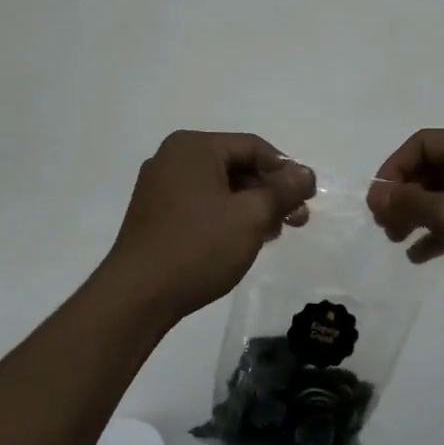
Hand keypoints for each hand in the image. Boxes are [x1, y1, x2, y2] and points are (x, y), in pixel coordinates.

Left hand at [100, 131, 315, 323]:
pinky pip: (201, 204)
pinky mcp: (154, 215)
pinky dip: (227, 216)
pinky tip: (244, 239)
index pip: (253, 147)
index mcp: (193, 147)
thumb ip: (282, 191)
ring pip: (219, 187)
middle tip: (297, 219)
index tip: (307, 198)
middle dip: (270, 191)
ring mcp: (159, 187)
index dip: (285, 170)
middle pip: (236, 165)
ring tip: (274, 233)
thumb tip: (306, 174)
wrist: (136, 297)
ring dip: (251, 206)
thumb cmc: (198, 247)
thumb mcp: (251, 217)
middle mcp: (173, 158)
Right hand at [367, 128, 443, 311]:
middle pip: (434, 167)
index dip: (393, 169)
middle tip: (385, 226)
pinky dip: (442, 229)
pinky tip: (422, 255)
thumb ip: (408, 202)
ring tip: (397, 241)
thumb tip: (375, 194)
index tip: (378, 203)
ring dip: (419, 214)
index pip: (422, 143)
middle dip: (405, 195)